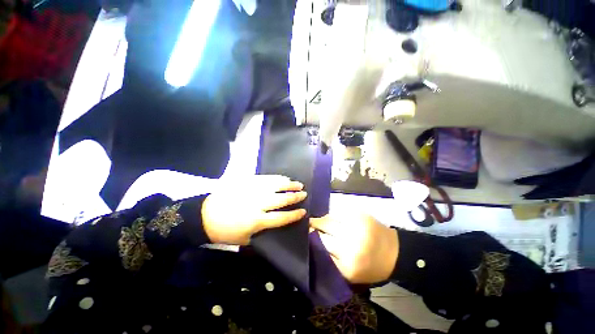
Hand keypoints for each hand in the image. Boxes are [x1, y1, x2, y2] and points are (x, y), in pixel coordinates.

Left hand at [202, 175, 307, 244]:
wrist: (205, 216)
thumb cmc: (226, 231)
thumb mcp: (245, 239)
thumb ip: (263, 232)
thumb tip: (277, 225)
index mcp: (257, 220)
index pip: (282, 217)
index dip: (294, 214)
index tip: (303, 211)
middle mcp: (258, 204)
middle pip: (282, 199)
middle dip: (295, 197)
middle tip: (304, 194)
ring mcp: (253, 191)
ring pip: (276, 186)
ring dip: (289, 184)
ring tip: (298, 184)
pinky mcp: (247, 181)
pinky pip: (266, 178)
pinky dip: (277, 178)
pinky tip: (284, 178)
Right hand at [310, 213, 398, 283]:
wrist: (394, 253)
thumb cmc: (370, 267)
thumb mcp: (348, 273)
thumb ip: (330, 261)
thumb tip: (312, 242)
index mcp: (347, 264)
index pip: (319, 248)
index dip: (310, 240)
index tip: (305, 237)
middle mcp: (350, 244)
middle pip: (322, 231)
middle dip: (313, 227)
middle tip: (309, 226)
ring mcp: (355, 226)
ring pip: (329, 219)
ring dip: (322, 220)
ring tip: (319, 221)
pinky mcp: (360, 214)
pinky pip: (338, 212)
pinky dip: (333, 215)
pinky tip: (333, 219)